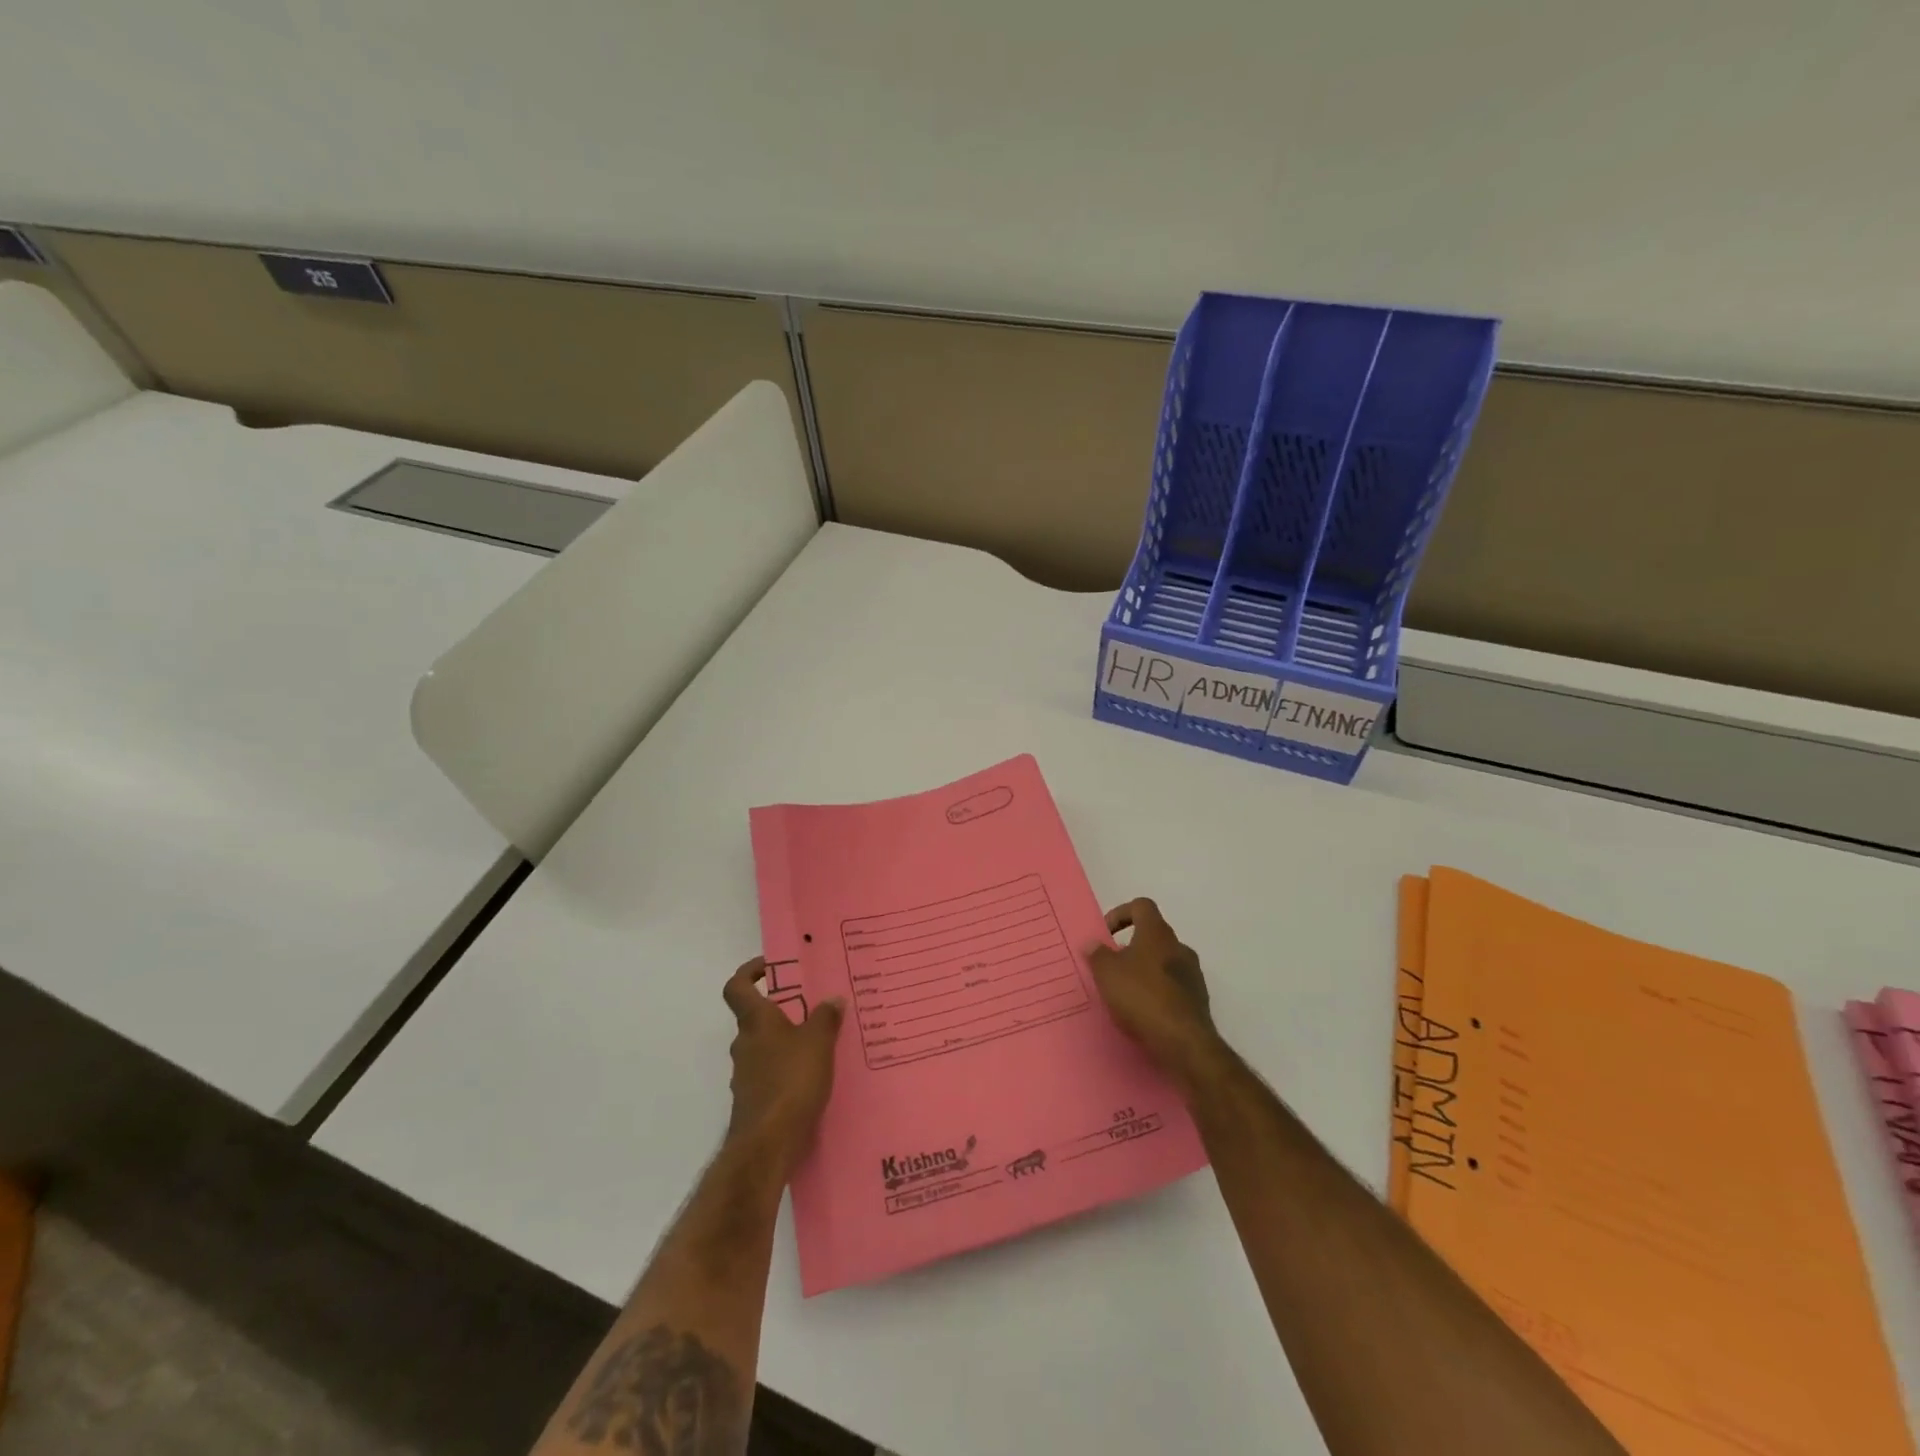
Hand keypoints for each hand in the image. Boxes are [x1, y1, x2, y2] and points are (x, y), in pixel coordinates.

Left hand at [722, 959, 844, 1178]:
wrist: (766, 1146)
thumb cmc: (790, 1082)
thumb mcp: (818, 1043)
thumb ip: (826, 1018)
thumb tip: (832, 999)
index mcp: (756, 1022)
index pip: (738, 987)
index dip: (750, 972)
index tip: (772, 967)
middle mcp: (745, 1044)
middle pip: (756, 1019)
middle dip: (782, 1011)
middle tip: (814, 1008)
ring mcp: (746, 1076)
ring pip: (765, 1048)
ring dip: (787, 1044)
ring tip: (822, 1045)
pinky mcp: (754, 1102)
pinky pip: (771, 1076)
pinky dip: (788, 1072)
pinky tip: (815, 1079)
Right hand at [1087, 898, 1223, 1092]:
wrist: (1183, 1042)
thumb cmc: (1141, 997)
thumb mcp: (1107, 973)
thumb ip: (1097, 954)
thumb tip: (1093, 943)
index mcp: (1157, 933)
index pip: (1141, 906)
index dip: (1121, 913)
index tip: (1106, 934)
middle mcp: (1179, 947)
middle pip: (1153, 935)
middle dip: (1131, 947)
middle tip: (1112, 966)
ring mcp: (1193, 974)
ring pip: (1164, 962)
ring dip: (1145, 970)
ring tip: (1125, 992)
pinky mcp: (1198, 1000)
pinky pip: (1173, 986)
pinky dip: (1158, 991)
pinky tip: (1143, 1011)